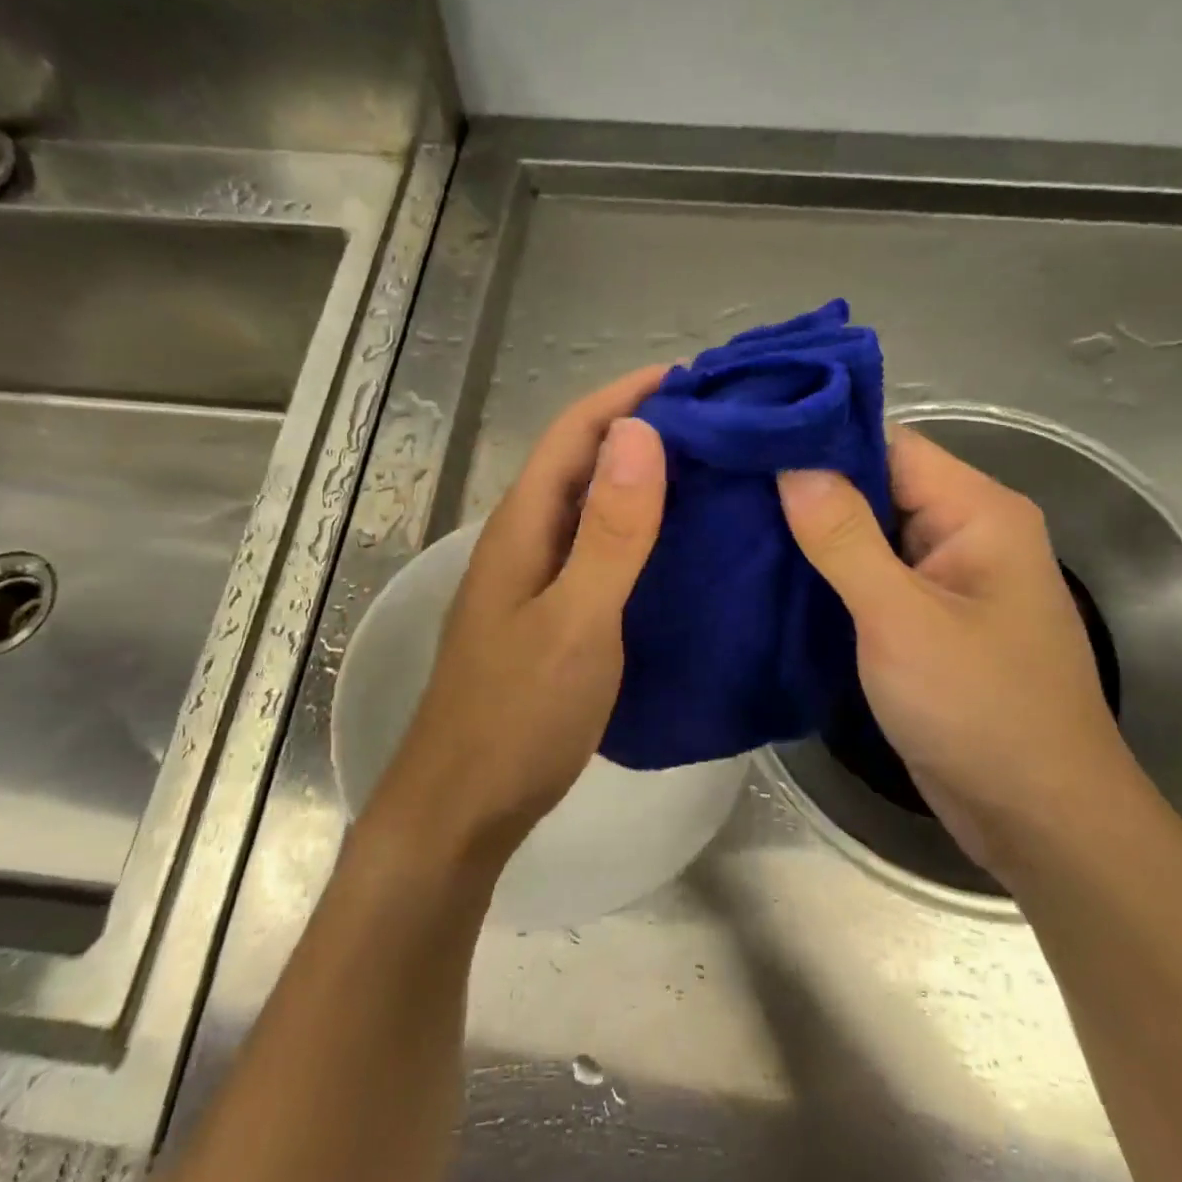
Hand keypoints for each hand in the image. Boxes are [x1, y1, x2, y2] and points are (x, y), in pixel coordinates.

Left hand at [362, 367, 669, 868]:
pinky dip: (637, 526)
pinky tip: (677, 539)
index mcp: (523, 526)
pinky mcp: (549, 610)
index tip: (694, 376)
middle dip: (642, 427)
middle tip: (718, 421)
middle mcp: (524, 538)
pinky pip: (596, 546)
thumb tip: (642, 433)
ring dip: (641, 475)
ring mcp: (534, 576)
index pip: (574, 432)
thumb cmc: (519, 715)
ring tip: (710, 467)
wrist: (464, 805)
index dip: (628, 395)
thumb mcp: (576, 621)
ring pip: (590, 503)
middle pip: (581, 460)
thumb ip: (611, 532)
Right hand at [776, 426, 1141, 874]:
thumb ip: (844, 538)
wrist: (1037, 818)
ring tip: (733, 520)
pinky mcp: (926, 617)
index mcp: (977, 510)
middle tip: (725, 483)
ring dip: (812, 532)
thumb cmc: (978, 708)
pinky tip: (772, 572)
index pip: (889, 444)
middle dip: (807, 487)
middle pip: (877, 484)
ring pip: (868, 532)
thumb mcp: (902, 619)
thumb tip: (791, 464)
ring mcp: (946, 577)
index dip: (820, 439)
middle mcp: (966, 531)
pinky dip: (827, 573)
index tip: (747, 440)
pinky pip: (871, 576)